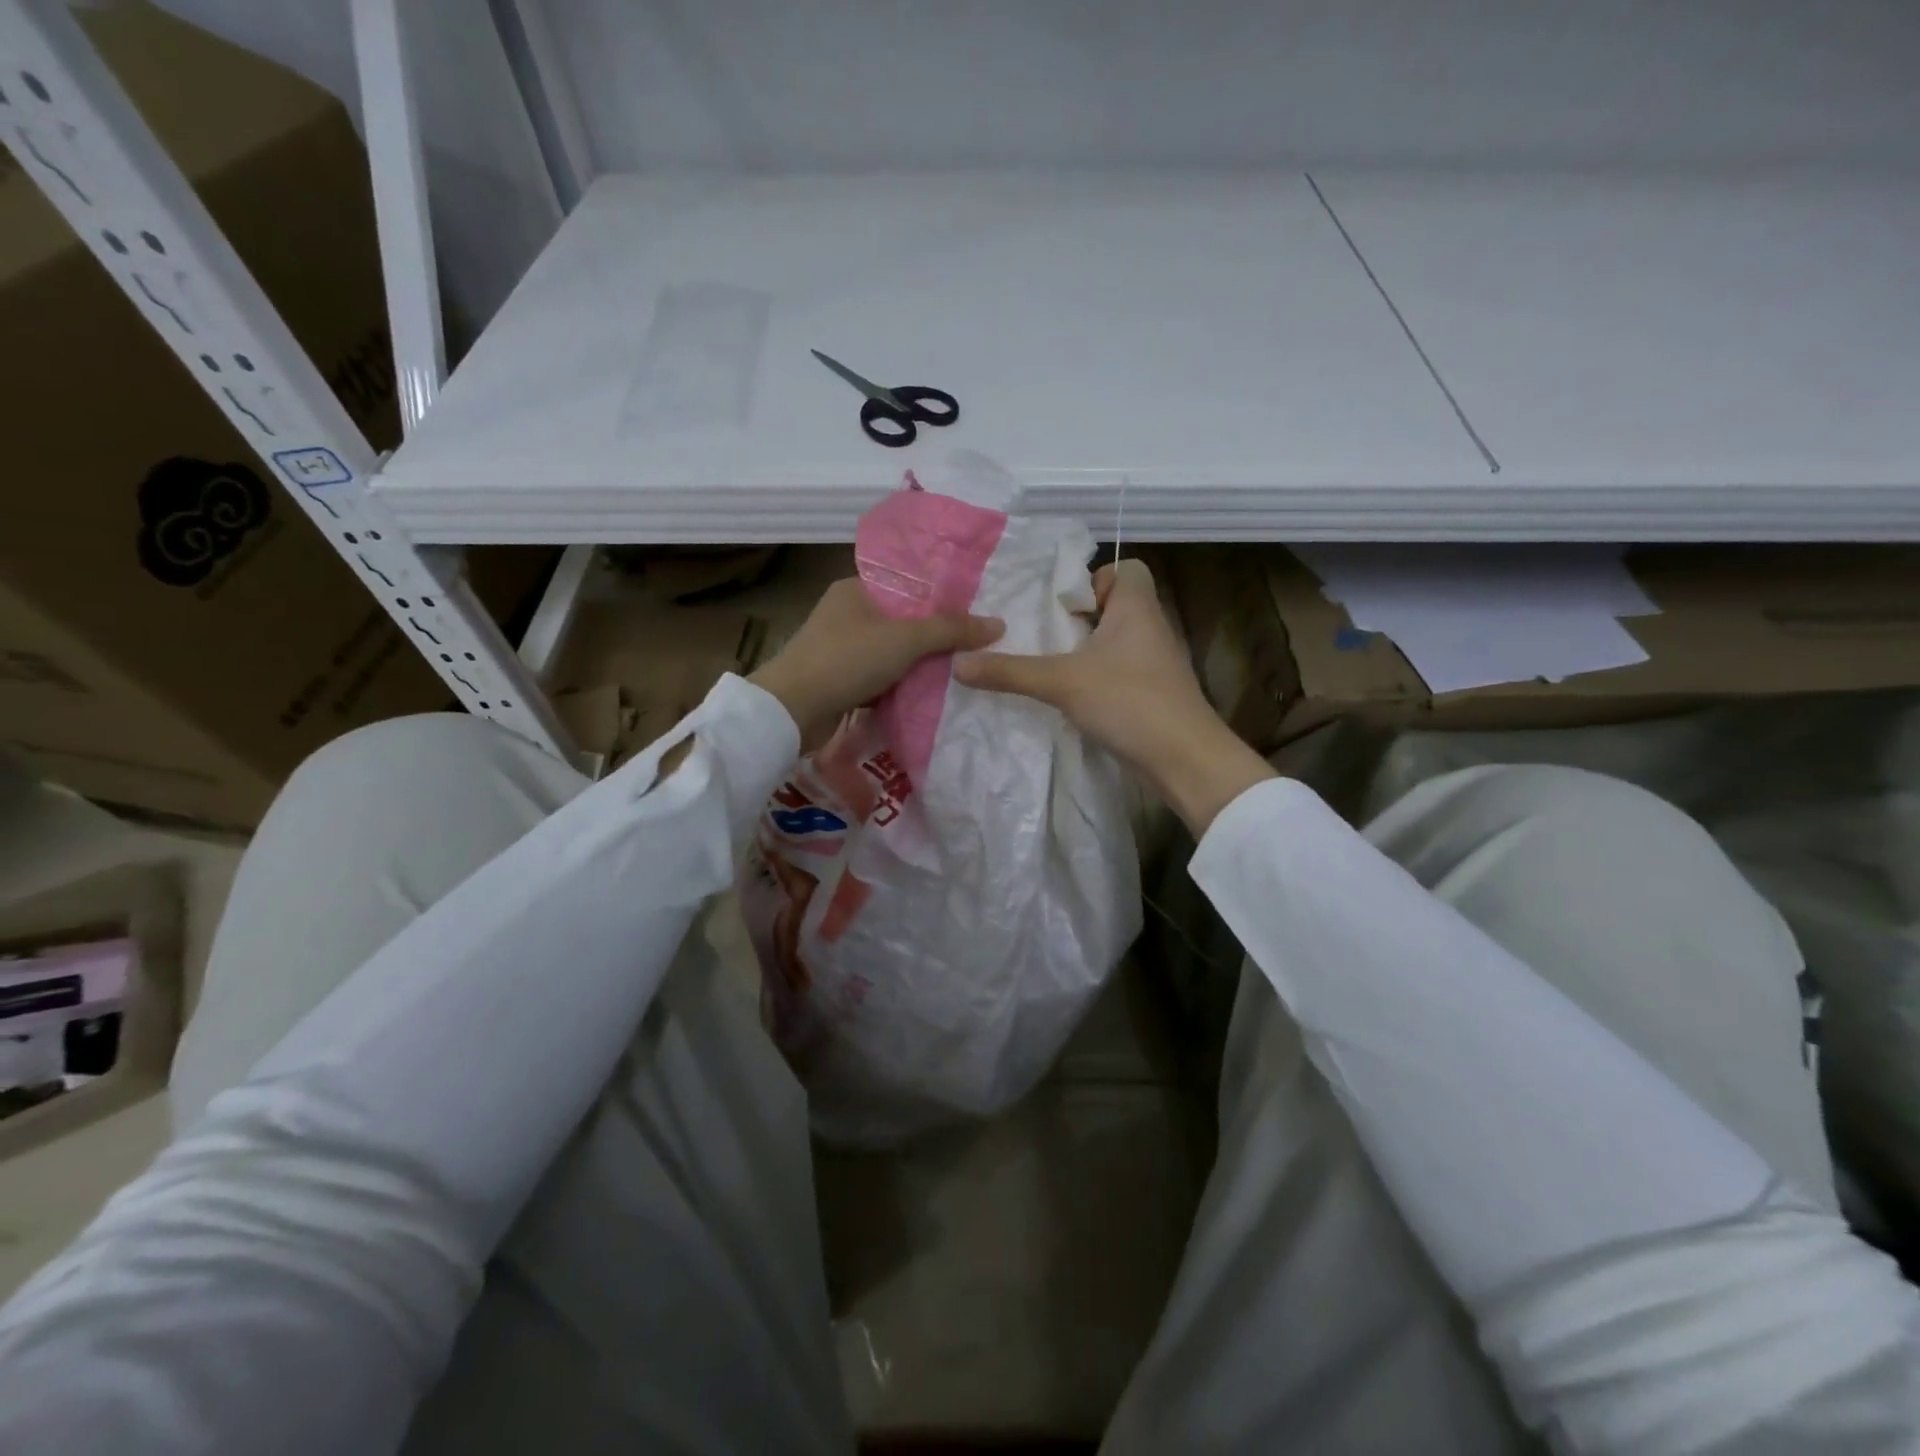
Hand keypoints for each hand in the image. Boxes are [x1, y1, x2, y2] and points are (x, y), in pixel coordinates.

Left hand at [750, 577, 1003, 748]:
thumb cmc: (847, 660)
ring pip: (891, 652)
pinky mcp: (838, 679)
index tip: (973, 616)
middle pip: (902, 621)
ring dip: (917, 665)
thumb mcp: (905, 639)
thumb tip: (998, 624)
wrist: (792, 710)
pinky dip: (898, 685)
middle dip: (933, 638)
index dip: (941, 600)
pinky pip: (879, 676)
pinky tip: (926, 694)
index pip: (908, 586)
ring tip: (957, 672)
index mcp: (856, 589)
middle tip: (972, 648)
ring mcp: (839, 648)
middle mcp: (846, 613)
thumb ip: (951, 630)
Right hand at [953, 558, 1274, 834]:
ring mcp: (1155, 662)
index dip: (1094, 578)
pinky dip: (1098, 677)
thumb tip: (958, 663)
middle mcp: (1151, 627)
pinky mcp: (1154, 693)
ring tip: (1051, 665)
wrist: (1185, 759)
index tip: (1064, 607)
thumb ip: (1009, 672)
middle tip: (1045, 635)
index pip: (1125, 568)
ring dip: (1086, 650)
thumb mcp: (1060, 682)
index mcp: (1137, 607)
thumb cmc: (1128, 701)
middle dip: (1079, 618)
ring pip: (1117, 641)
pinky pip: (1121, 670)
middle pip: (1115, 605)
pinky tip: (1073, 697)